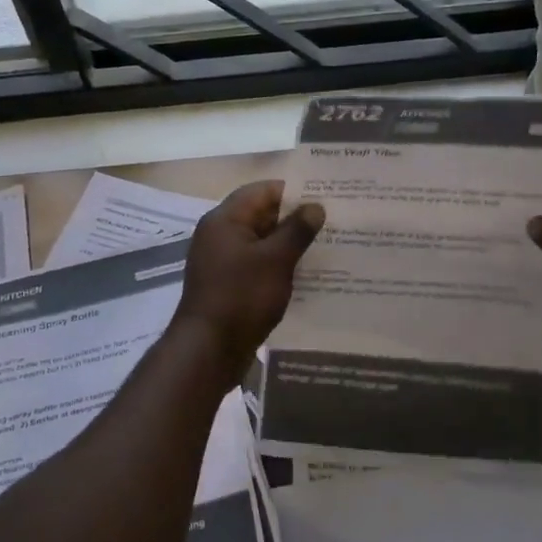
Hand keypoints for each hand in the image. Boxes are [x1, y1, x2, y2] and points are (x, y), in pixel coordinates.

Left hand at [173, 180, 324, 378]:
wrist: (209, 350)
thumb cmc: (242, 297)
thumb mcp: (275, 260)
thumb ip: (296, 230)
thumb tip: (315, 206)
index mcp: (224, 220)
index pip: (261, 191)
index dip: (292, 191)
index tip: (324, 197)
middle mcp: (219, 235)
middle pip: (260, 215)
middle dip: (293, 218)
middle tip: (332, 222)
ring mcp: (222, 261)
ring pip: (260, 242)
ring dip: (288, 244)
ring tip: (325, 246)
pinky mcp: (228, 285)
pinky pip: (257, 264)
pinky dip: (278, 265)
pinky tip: (305, 274)